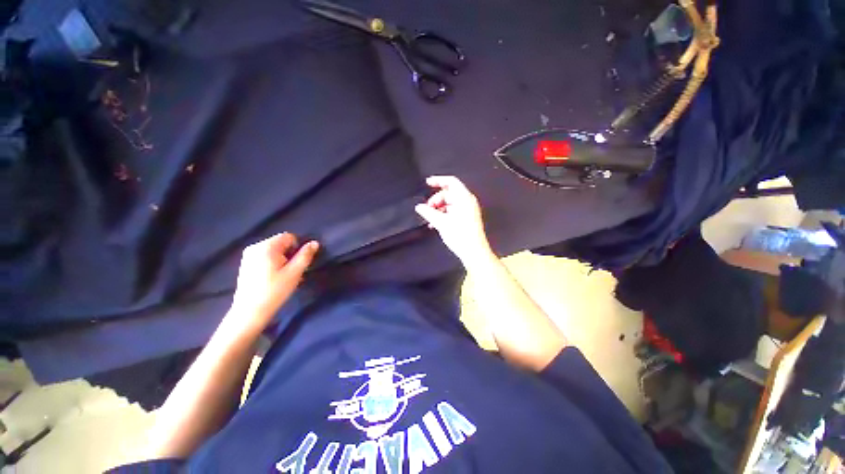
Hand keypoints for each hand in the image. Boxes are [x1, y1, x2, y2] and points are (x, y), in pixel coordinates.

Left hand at [228, 233, 318, 334]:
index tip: (297, 263)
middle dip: (289, 254)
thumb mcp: (295, 272)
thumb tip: (314, 243)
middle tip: (291, 271)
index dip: (297, 248)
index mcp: (266, 246)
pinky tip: (272, 278)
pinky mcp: (245, 264)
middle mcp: (255, 247)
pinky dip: (272, 263)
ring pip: (273, 251)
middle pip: (280, 243)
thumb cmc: (275, 290)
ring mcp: (248, 256)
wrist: (250, 312)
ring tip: (282, 276)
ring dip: (282, 259)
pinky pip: (264, 257)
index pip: (289, 237)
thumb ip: (305, 255)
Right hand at [415, 176, 493, 265]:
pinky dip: (444, 214)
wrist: (474, 252)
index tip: (427, 182)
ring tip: (430, 219)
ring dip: (438, 208)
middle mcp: (467, 201)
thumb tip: (419, 207)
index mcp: (464, 198)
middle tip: (427, 209)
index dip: (438, 180)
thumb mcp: (441, 223)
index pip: (451, 181)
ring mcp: (468, 209)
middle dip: (436, 199)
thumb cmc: (460, 235)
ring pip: (450, 203)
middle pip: (449, 193)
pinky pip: (453, 210)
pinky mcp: (467, 218)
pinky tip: (436, 223)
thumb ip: (428, 212)